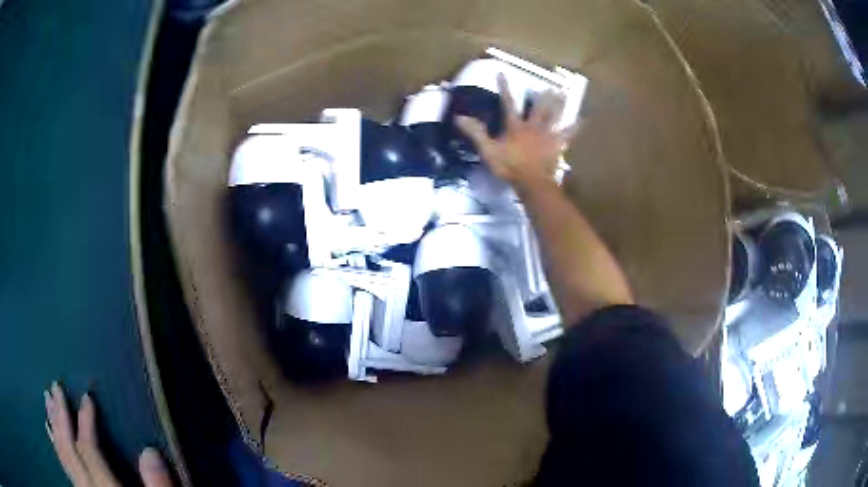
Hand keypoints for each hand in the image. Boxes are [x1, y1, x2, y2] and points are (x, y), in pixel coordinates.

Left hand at [44, 382, 172, 486]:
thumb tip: (150, 451)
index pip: (89, 450)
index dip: (86, 422)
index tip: (87, 398)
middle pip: (69, 450)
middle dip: (60, 417)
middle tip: (54, 387)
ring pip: (63, 457)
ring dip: (54, 428)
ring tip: (47, 402)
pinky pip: (65, 468)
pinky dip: (56, 448)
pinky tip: (50, 434)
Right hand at [455, 74, 577, 193]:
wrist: (531, 182)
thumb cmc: (509, 167)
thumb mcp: (488, 150)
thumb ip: (476, 133)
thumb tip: (460, 117)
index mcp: (515, 126)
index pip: (508, 103)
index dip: (505, 88)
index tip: (502, 73)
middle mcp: (532, 126)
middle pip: (539, 108)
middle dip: (543, 96)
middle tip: (550, 84)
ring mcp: (546, 135)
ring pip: (554, 116)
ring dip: (559, 104)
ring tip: (564, 93)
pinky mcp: (556, 145)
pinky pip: (567, 135)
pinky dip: (575, 127)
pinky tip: (582, 120)